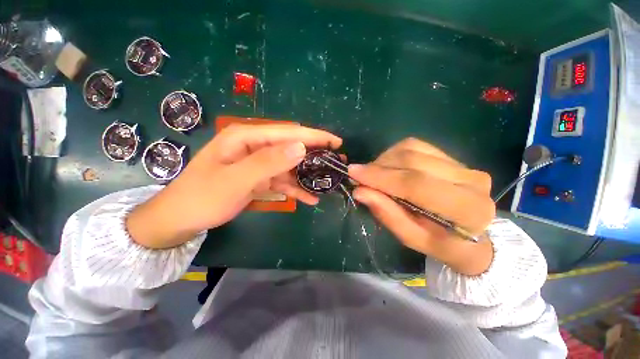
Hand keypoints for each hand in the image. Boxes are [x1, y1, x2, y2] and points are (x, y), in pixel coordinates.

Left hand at [127, 124, 341, 248]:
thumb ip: (268, 162)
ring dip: (308, 175)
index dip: (313, 136)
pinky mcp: (260, 178)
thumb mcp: (235, 179)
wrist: (182, 218)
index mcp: (247, 137)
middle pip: (291, 147)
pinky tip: (310, 198)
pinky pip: (282, 181)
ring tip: (328, 182)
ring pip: (290, 166)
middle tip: (336, 161)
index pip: (287, 132)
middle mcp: (255, 146)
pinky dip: (296, 189)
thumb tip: (301, 148)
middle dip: (315, 154)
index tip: (335, 142)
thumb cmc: (203, 196)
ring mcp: (258, 163)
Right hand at [348, 138, 494, 275]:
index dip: (381, 177)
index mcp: (467, 209)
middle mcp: (471, 180)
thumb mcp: (412, 239)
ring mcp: (463, 164)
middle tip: (358, 176)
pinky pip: (415, 146)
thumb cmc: (441, 244)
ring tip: (373, 174)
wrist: (472, 236)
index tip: (353, 172)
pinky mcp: (452, 157)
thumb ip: (388, 215)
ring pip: (411, 149)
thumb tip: (360, 191)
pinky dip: (394, 154)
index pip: (415, 184)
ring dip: (385, 160)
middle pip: (412, 161)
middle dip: (378, 167)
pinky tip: (387, 167)